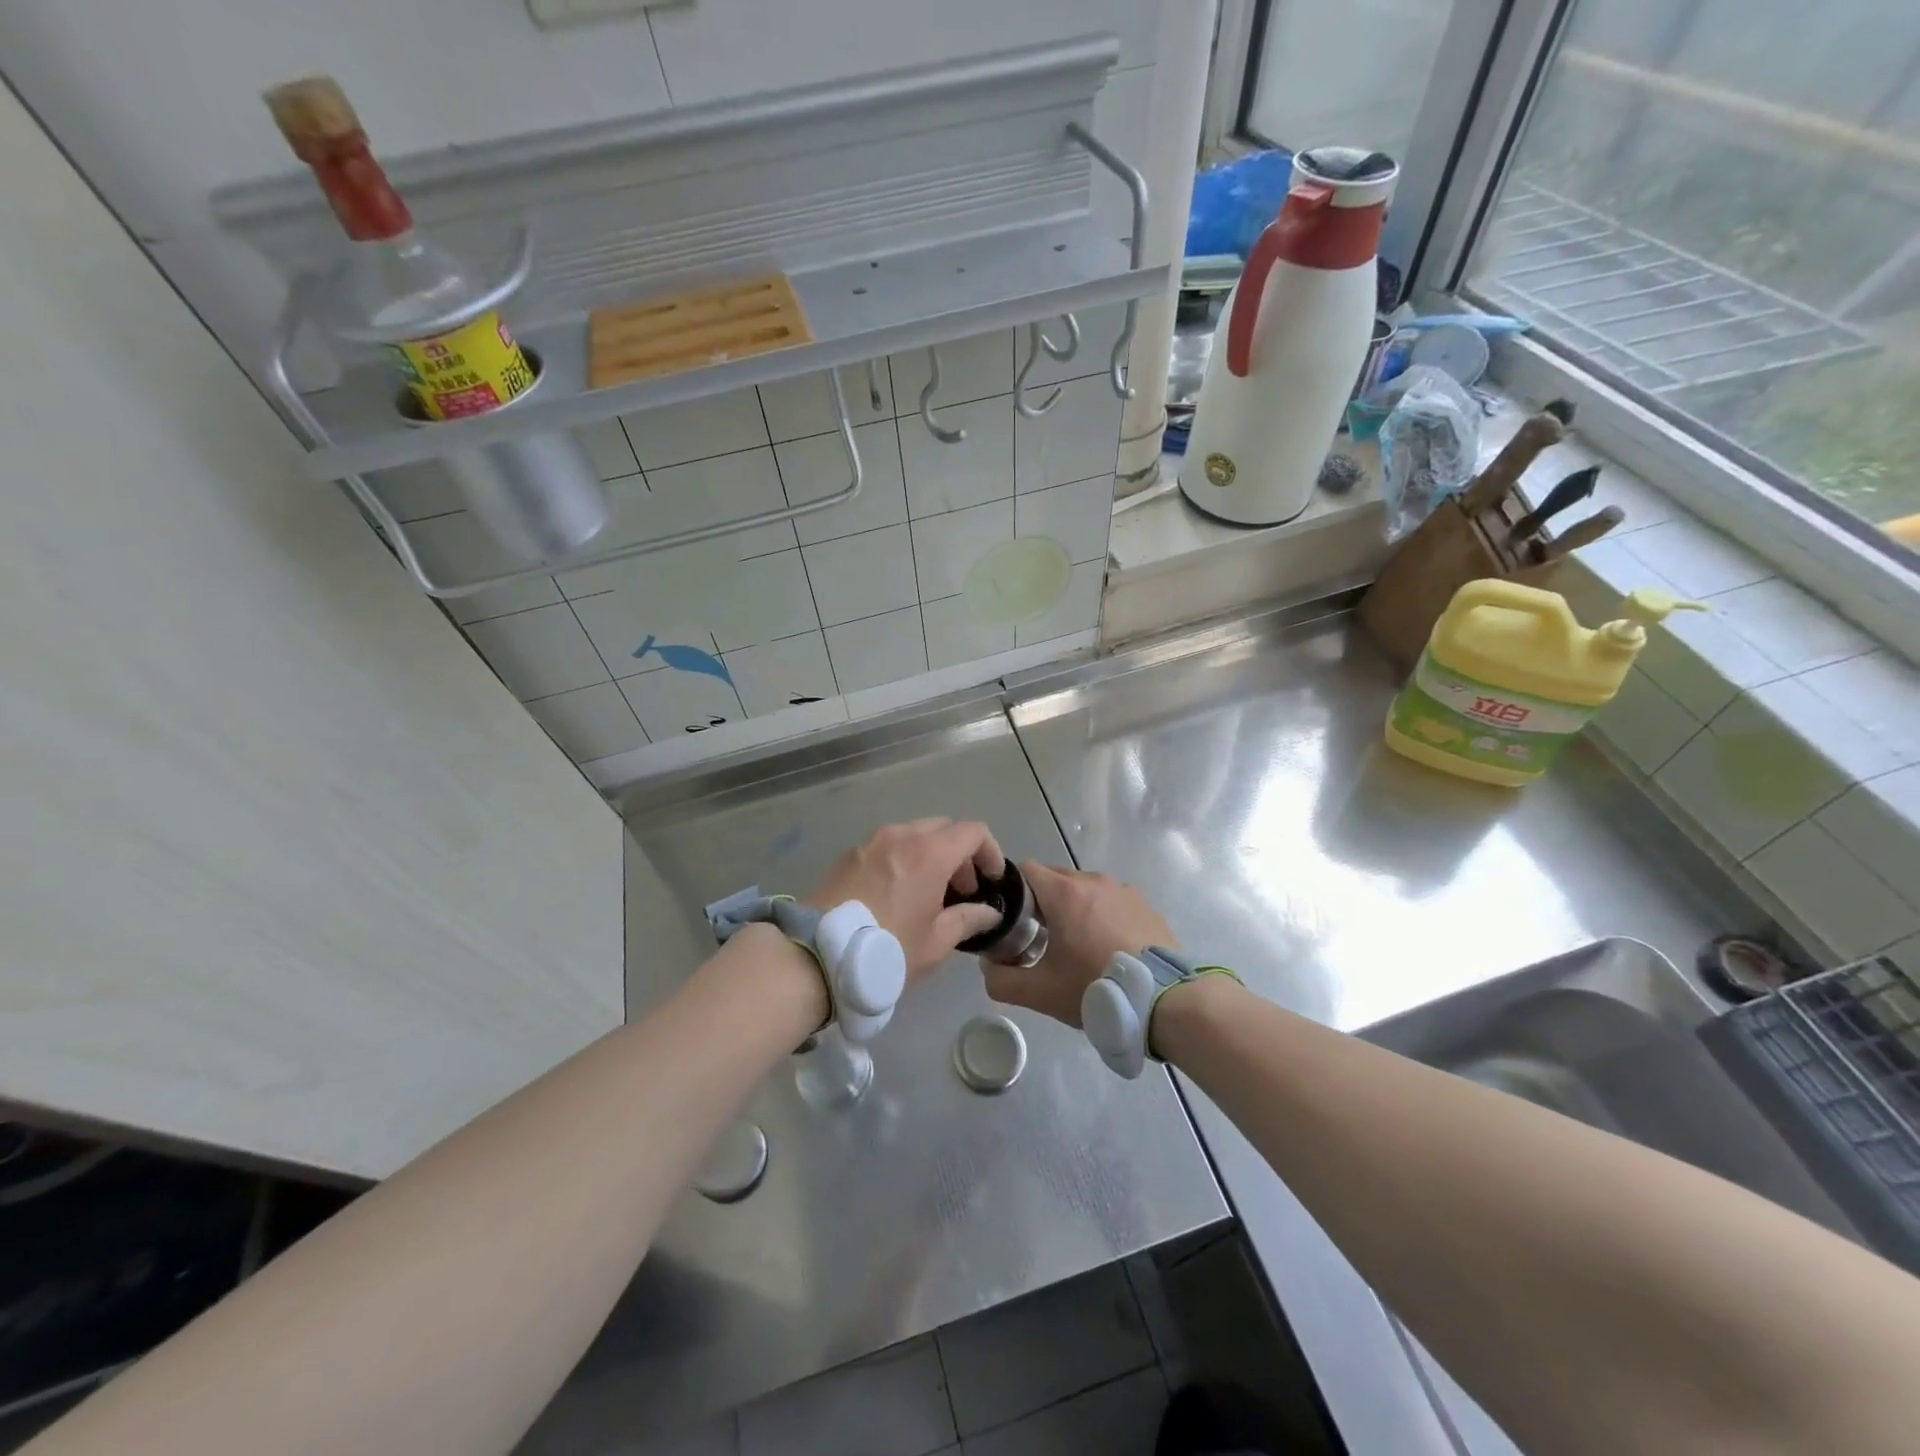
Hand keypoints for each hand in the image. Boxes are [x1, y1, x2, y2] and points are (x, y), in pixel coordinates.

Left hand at [804, 819, 1006, 977]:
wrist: (817, 954)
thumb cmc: (888, 949)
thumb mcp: (936, 942)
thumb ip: (968, 919)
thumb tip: (988, 912)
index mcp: (930, 852)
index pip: (973, 831)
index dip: (990, 851)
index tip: (991, 879)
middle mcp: (901, 835)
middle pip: (943, 828)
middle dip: (960, 853)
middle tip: (962, 889)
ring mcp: (871, 842)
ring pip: (913, 834)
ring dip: (931, 854)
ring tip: (929, 893)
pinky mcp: (848, 854)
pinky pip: (887, 846)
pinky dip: (903, 859)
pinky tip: (897, 893)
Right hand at [981, 862, 1173, 1027]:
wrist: (1167, 1001)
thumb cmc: (1096, 988)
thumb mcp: (1040, 992)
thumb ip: (1002, 980)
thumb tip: (988, 968)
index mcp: (1064, 892)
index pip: (1025, 870)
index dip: (1012, 893)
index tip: (1012, 922)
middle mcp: (1093, 881)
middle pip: (1055, 878)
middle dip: (1042, 902)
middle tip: (1039, 939)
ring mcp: (1124, 891)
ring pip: (1085, 890)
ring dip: (1073, 909)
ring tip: (1077, 947)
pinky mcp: (1146, 906)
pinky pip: (1111, 902)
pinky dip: (1102, 917)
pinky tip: (1108, 950)